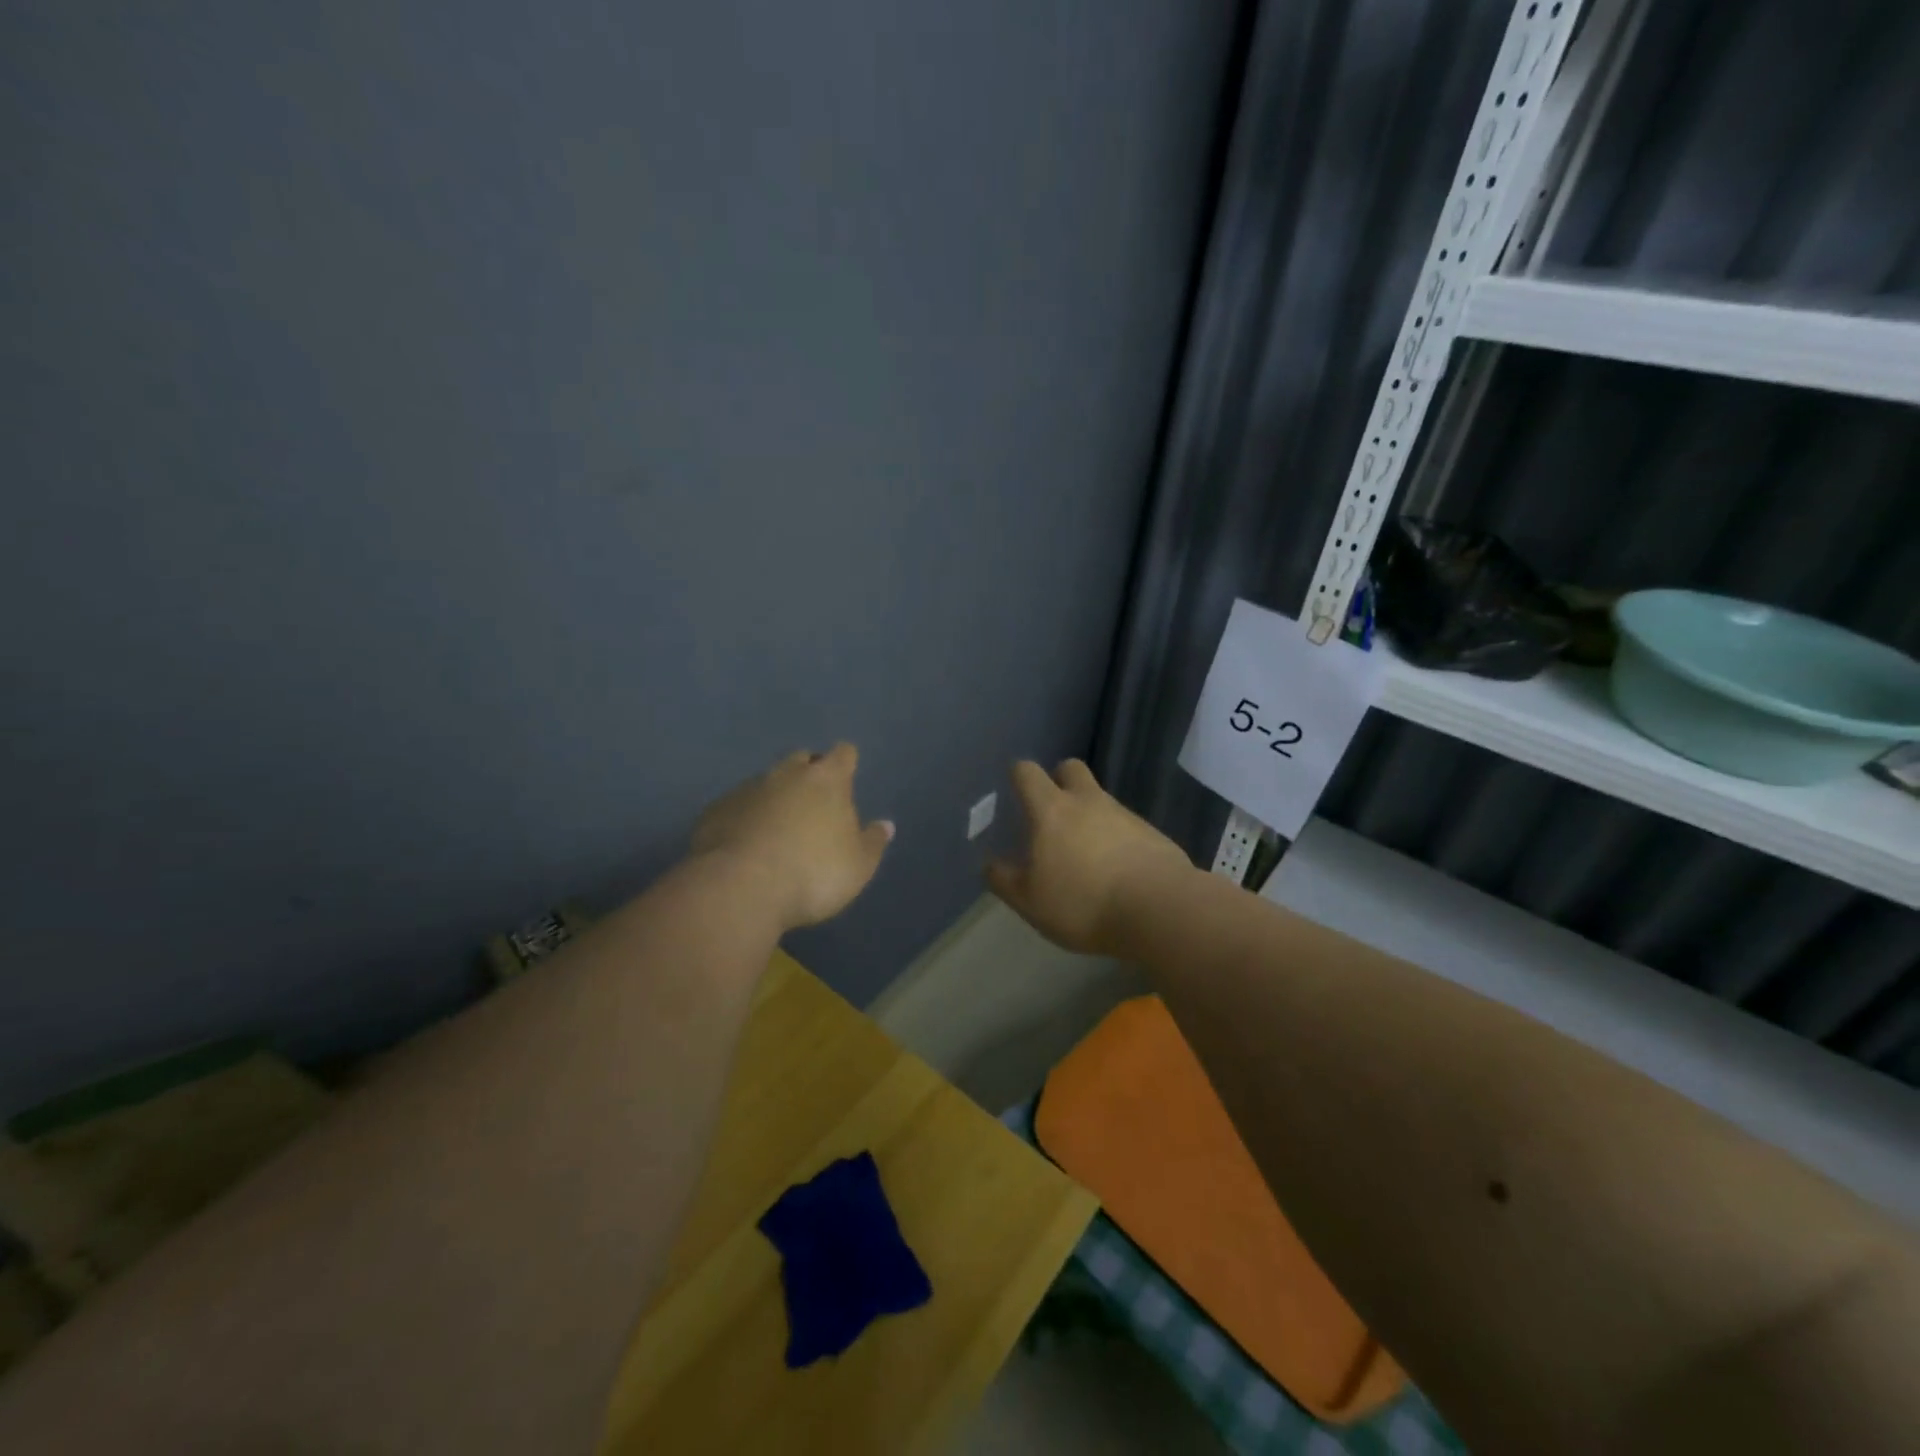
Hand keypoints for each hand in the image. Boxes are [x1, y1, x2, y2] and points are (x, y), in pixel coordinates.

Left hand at [691, 744, 894, 931]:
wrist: (740, 889)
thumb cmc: (813, 874)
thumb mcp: (858, 867)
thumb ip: (872, 843)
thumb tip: (885, 825)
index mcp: (827, 780)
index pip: (842, 754)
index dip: (845, 762)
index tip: (847, 775)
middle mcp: (786, 774)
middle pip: (801, 761)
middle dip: (808, 773)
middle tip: (813, 802)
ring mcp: (746, 790)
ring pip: (766, 783)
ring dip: (774, 797)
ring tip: (777, 827)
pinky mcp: (715, 810)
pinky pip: (736, 806)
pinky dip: (744, 817)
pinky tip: (745, 842)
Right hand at [986, 759, 1192, 955]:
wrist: (1159, 910)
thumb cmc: (1083, 903)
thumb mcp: (1030, 901)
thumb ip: (1005, 879)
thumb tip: (990, 863)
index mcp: (1052, 810)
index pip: (1028, 773)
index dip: (1018, 776)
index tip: (1014, 789)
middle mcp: (1088, 801)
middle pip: (1070, 768)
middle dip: (1059, 780)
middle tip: (1053, 811)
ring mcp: (1124, 814)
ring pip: (1100, 799)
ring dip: (1090, 814)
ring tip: (1085, 853)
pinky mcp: (1152, 833)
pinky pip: (1126, 825)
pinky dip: (1117, 838)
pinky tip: (1117, 870)